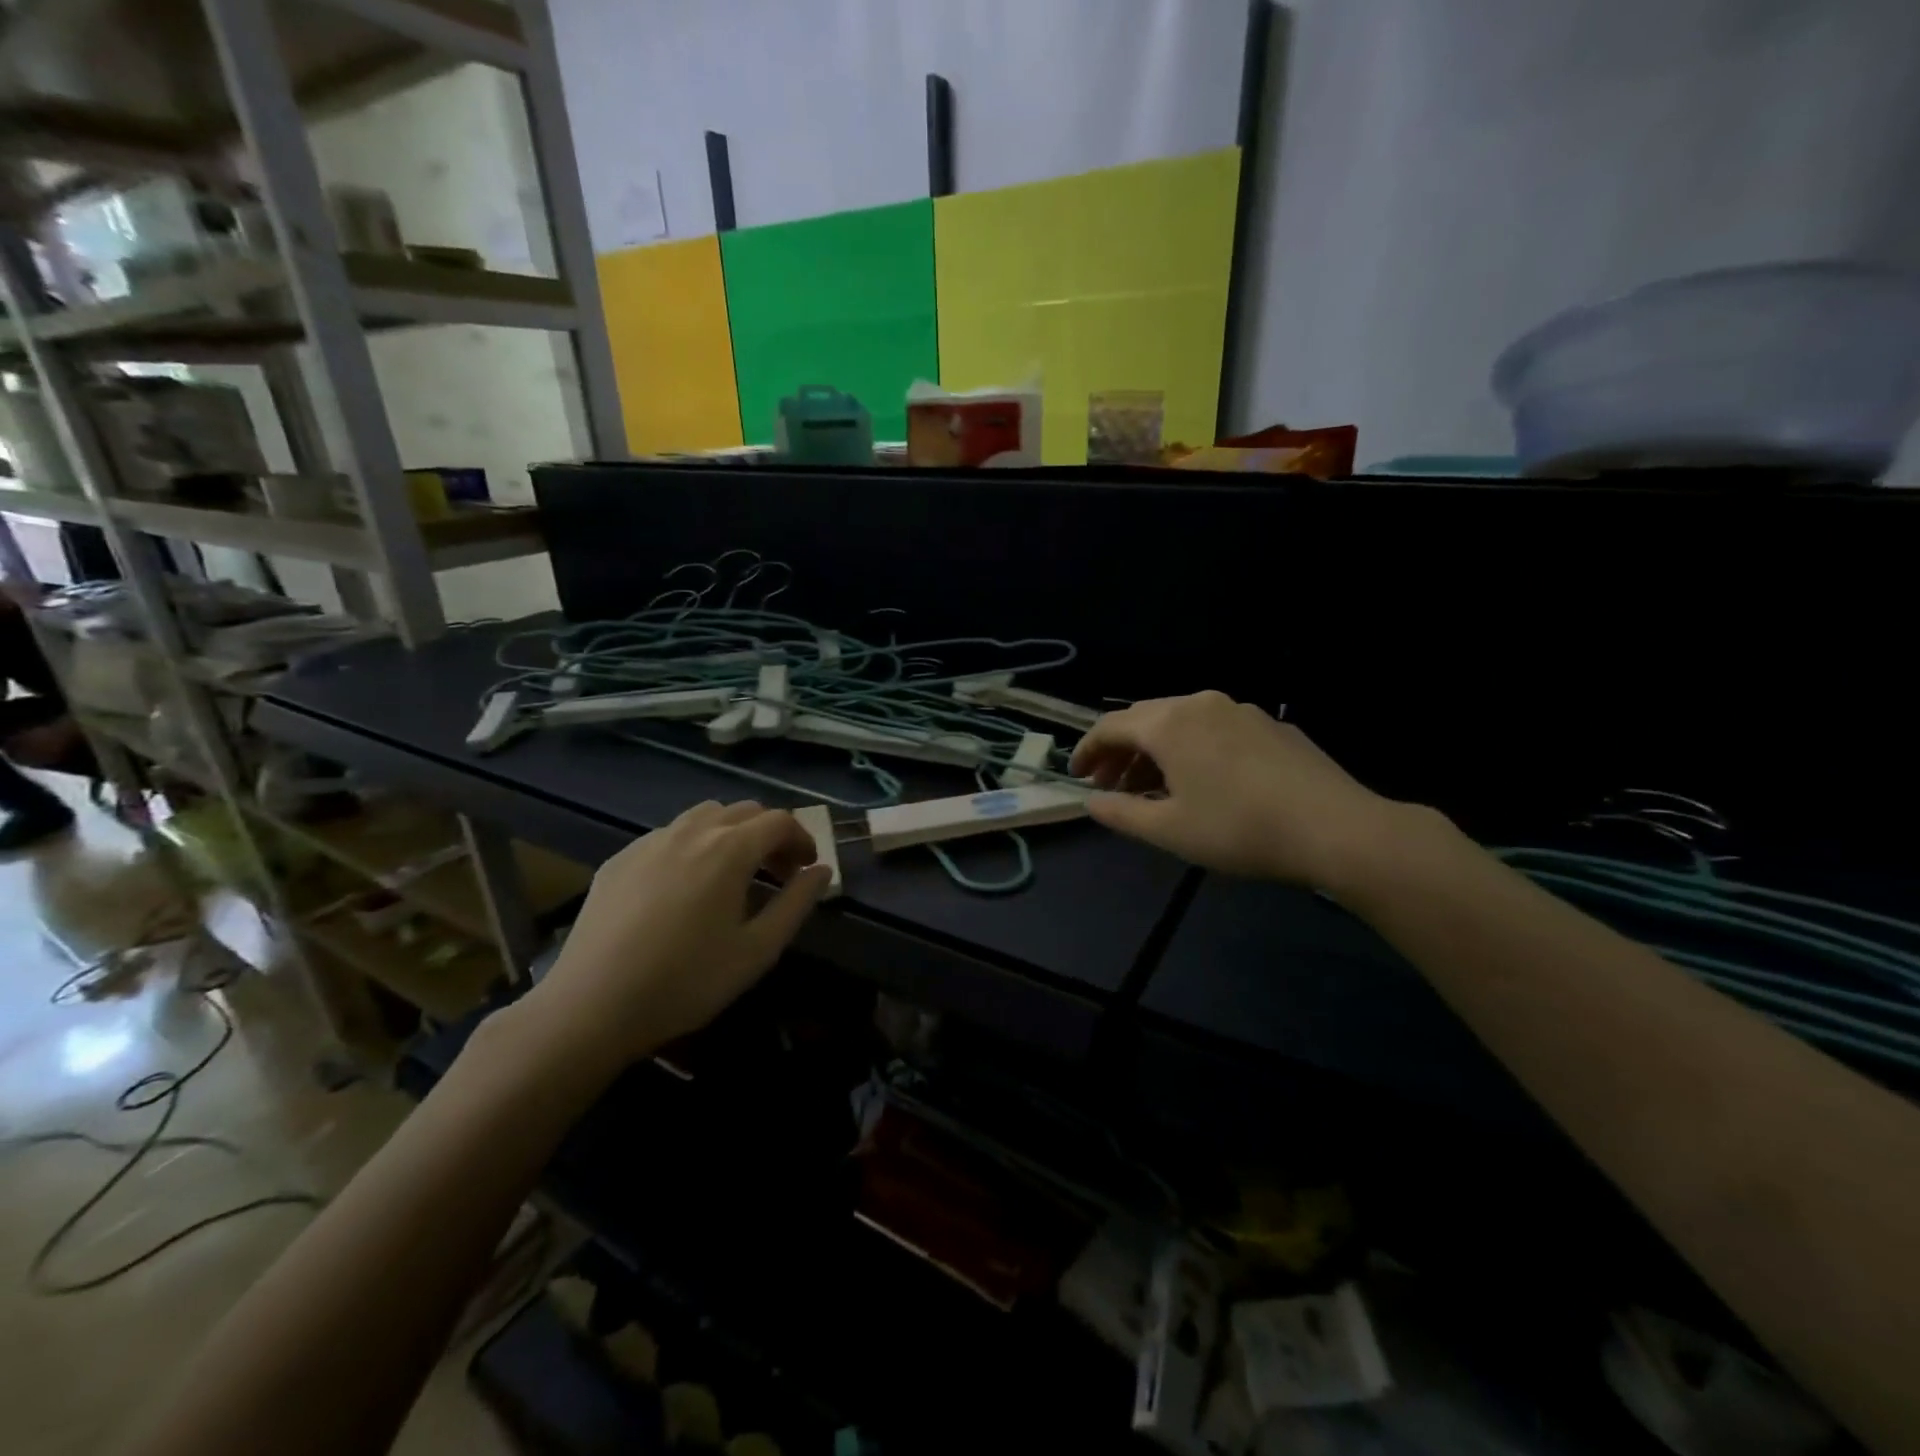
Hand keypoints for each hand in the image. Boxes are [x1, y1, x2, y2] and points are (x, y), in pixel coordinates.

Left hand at [515, 800, 831, 1078]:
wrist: (592, 1005)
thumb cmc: (687, 981)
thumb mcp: (757, 950)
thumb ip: (796, 904)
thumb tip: (821, 871)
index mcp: (730, 849)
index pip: (779, 821)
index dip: (802, 839)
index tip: (807, 869)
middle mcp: (691, 831)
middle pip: (744, 811)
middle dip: (770, 835)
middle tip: (777, 873)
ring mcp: (650, 841)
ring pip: (704, 816)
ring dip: (731, 833)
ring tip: (732, 874)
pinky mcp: (620, 858)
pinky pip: (668, 835)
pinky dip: (692, 846)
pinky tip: (684, 887)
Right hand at [1070, 691, 1402, 888]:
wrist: (1334, 827)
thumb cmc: (1238, 829)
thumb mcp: (1168, 830)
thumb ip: (1120, 813)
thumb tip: (1090, 802)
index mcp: (1169, 724)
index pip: (1110, 726)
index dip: (1087, 750)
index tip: (1076, 776)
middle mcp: (1200, 703)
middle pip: (1144, 718)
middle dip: (1120, 751)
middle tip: (1110, 785)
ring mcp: (1239, 709)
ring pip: (1180, 721)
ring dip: (1155, 750)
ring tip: (1152, 787)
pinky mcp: (1269, 724)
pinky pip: (1213, 728)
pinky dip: (1191, 748)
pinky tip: (1202, 780)